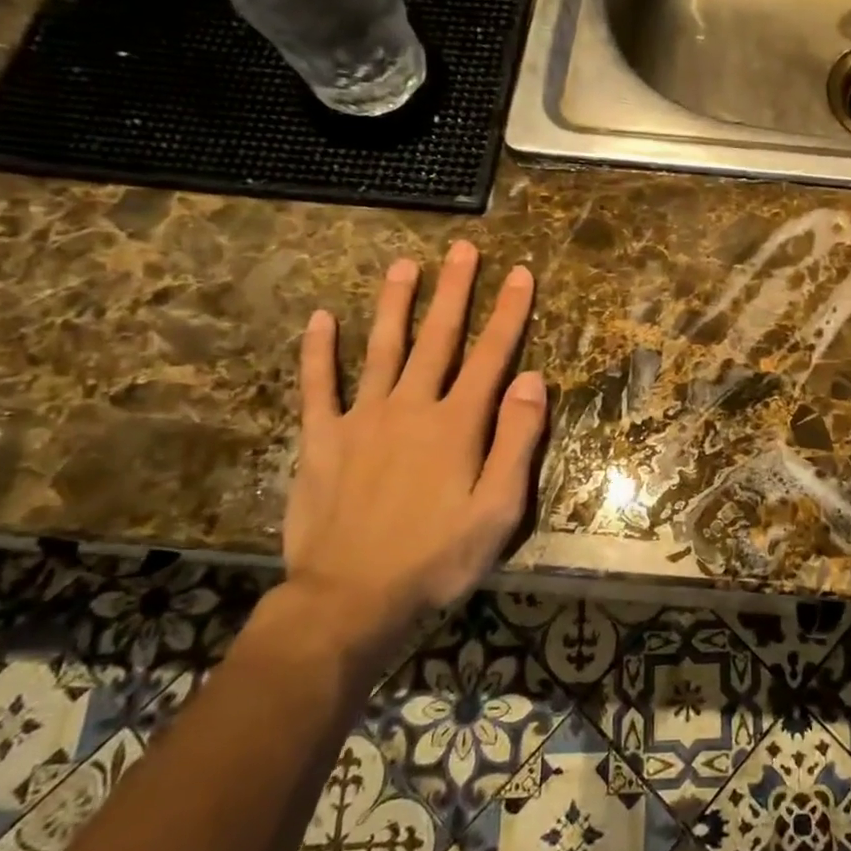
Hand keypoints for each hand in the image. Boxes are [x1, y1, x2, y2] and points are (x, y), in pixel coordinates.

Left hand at [277, 243, 547, 676]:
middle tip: (463, 248)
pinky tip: (319, 319)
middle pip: (438, 338)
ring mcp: (361, 419)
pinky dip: (318, 352)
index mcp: (457, 424)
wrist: (348, 601)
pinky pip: (317, 387)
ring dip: (394, 304)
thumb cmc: (435, 559)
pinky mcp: (321, 440)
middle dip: (455, 290)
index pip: (492, 355)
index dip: (509, 312)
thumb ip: (517, 441)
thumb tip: (533, 379)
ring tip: (403, 264)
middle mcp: (411, 407)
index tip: (520, 273)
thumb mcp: (498, 511)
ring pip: (382, 348)